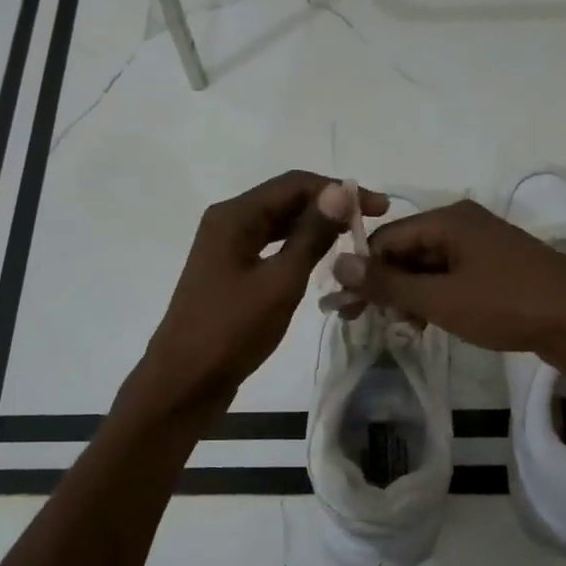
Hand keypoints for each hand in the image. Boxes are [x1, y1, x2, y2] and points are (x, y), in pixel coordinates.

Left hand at [131, 172, 388, 414]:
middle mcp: (228, 222)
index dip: (339, 190)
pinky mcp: (230, 272)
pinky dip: (298, 248)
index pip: (294, 184)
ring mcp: (227, 248)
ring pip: (279, 224)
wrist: (185, 381)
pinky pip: (270, 246)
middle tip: (372, 223)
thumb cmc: (232, 330)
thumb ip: (312, 235)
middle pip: (285, 199)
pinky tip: (323, 259)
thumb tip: (342, 190)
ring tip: (353, 238)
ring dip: (315, 227)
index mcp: (234, 216)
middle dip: (329, 206)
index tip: (380, 208)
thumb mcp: (280, 282)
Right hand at [333, 199, 565, 363]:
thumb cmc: (509, 305)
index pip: (387, 238)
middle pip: (407, 252)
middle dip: (385, 286)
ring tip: (398, 329)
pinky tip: (425, 325)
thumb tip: (337, 263)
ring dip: (409, 296)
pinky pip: (452, 281)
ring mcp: (484, 250)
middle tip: (363, 322)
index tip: (345, 307)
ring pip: (429, 269)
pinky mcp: (498, 274)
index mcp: (448, 220)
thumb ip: (388, 284)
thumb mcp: (441, 298)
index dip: (363, 271)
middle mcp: (464, 226)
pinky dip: (435, 300)